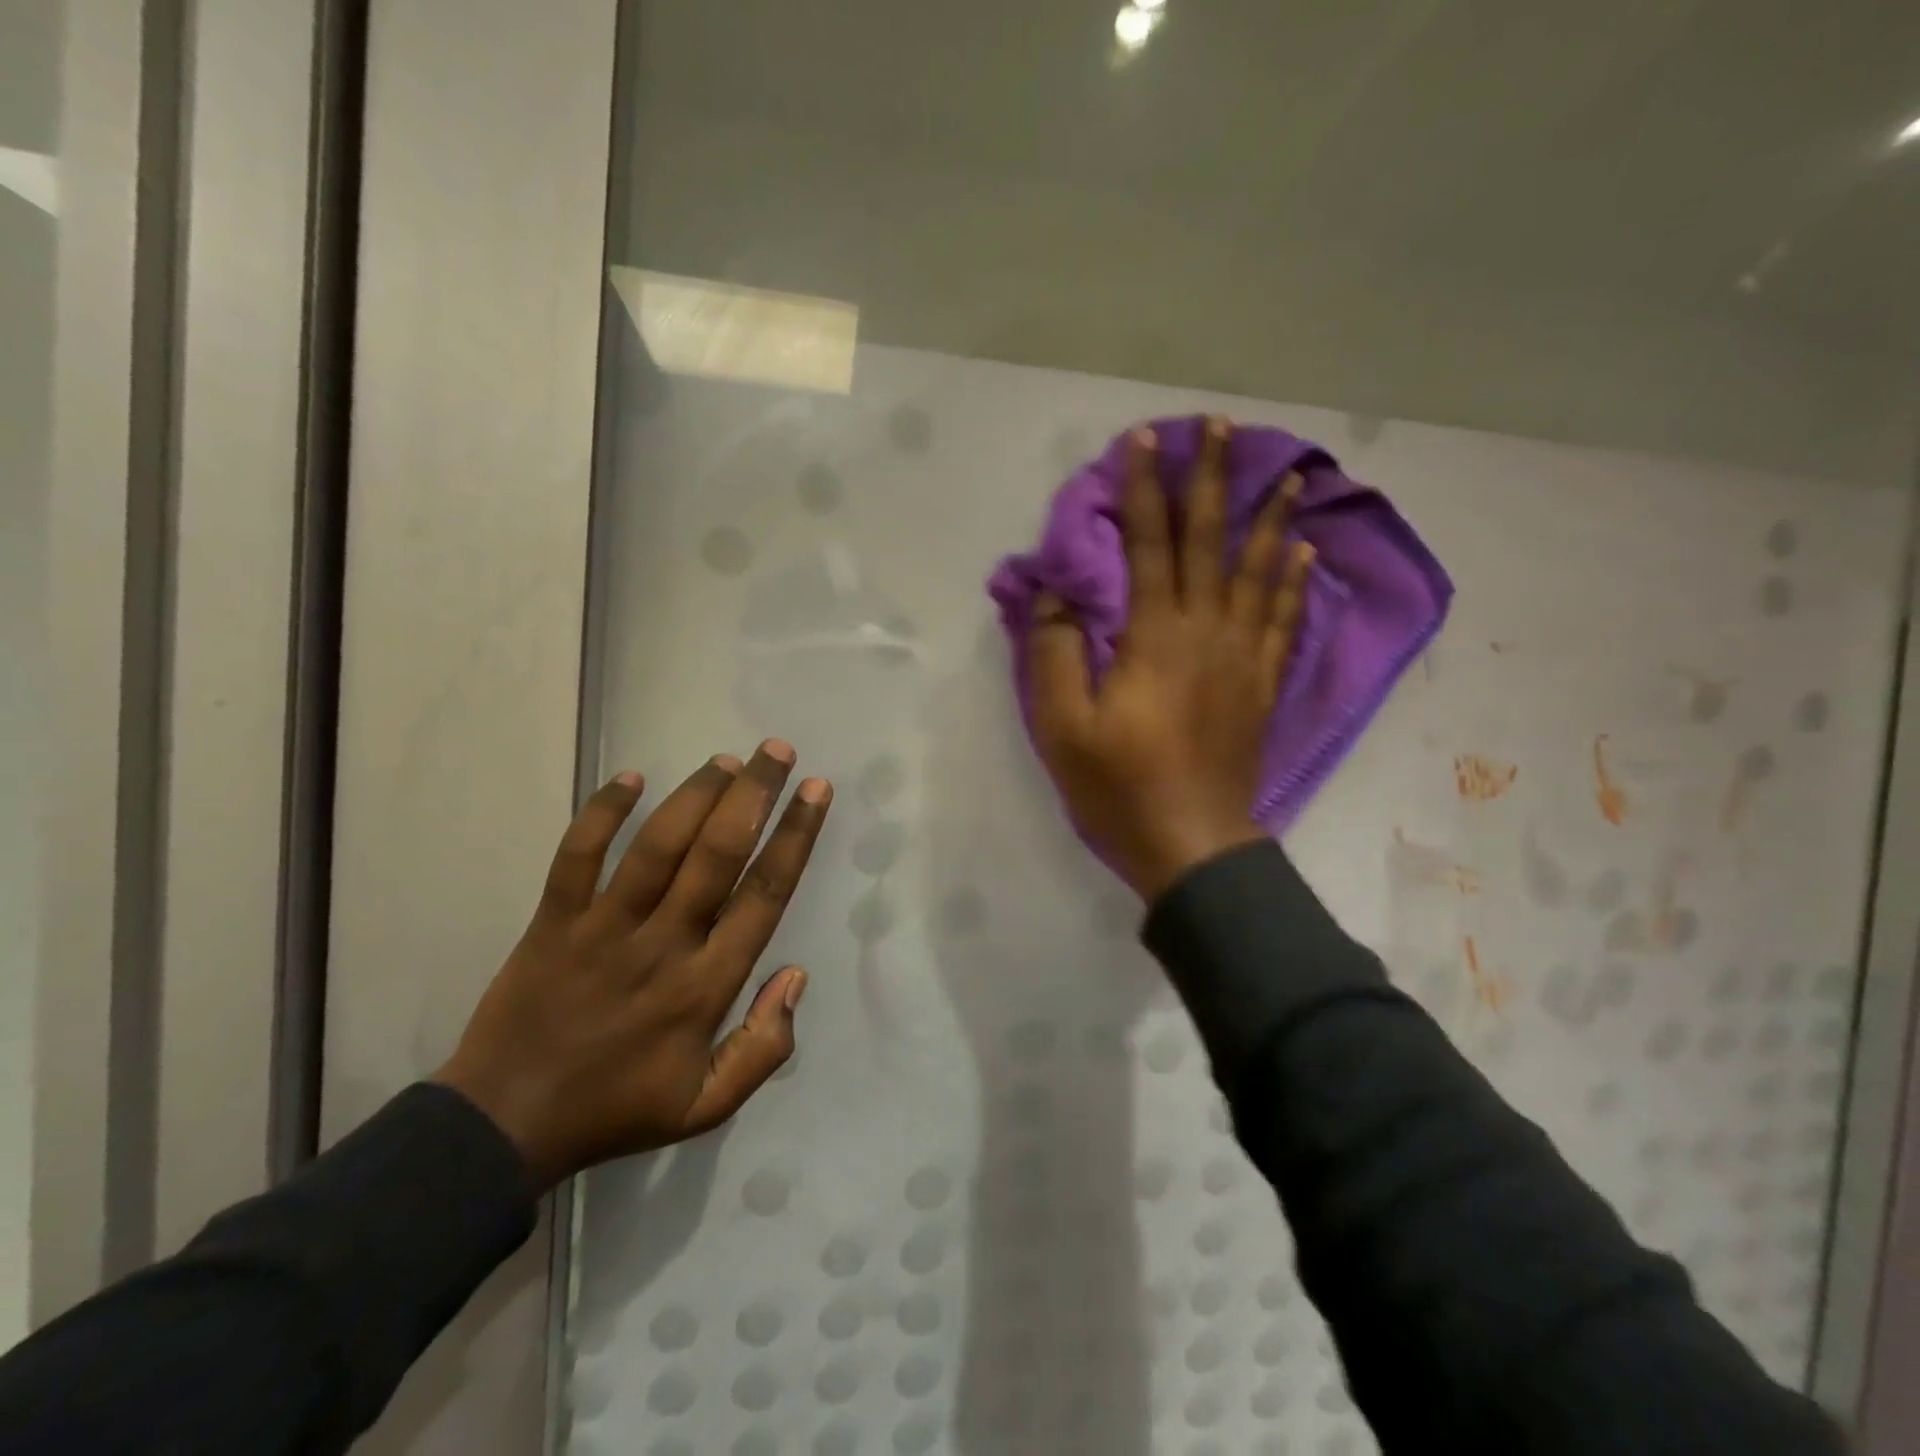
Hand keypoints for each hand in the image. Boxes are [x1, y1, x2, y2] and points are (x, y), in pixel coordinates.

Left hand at [435, 741, 831, 1189]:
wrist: (504, 1126)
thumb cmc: (616, 1109)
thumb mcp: (706, 1106)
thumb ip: (764, 1048)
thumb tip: (795, 976)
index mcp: (704, 987)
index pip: (763, 896)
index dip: (794, 838)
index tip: (816, 793)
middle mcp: (662, 945)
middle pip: (717, 855)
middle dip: (753, 795)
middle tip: (777, 751)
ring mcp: (603, 929)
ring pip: (657, 846)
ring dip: (695, 795)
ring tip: (726, 759)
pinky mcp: (552, 922)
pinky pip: (577, 856)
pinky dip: (602, 813)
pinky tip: (630, 776)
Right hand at [1026, 418, 1313, 902]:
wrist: (1192, 846)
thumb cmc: (1118, 787)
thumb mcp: (1062, 726)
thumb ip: (1053, 653)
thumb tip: (1054, 594)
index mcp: (1155, 637)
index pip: (1150, 545)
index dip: (1146, 489)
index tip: (1144, 439)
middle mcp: (1206, 632)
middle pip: (1211, 543)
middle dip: (1213, 480)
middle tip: (1224, 427)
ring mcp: (1242, 659)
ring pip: (1259, 573)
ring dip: (1270, 518)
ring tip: (1289, 472)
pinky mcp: (1261, 687)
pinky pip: (1282, 620)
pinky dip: (1291, 581)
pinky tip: (1302, 551)